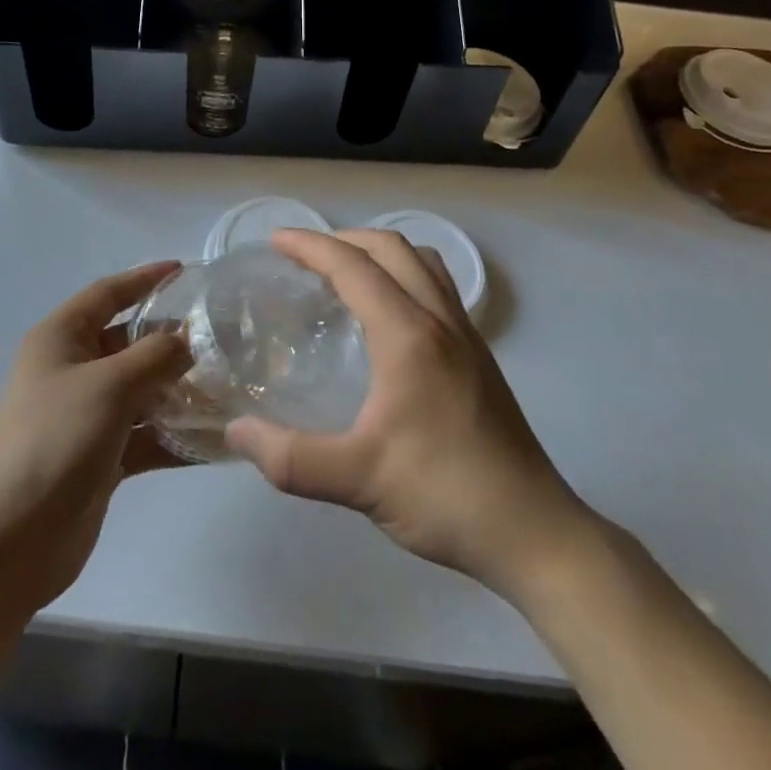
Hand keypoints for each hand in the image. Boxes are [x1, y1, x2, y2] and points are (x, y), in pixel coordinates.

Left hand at [0, 263, 192, 617]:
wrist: (11, 541)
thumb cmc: (56, 440)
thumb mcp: (110, 385)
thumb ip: (156, 355)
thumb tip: (190, 338)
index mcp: (61, 338)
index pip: (108, 294)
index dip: (145, 279)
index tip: (185, 270)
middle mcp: (71, 369)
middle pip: (129, 342)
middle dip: (171, 341)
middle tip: (221, 339)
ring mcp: (84, 415)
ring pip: (140, 390)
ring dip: (177, 390)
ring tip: (225, 387)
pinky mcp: (98, 456)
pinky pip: (142, 435)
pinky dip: (171, 435)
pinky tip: (212, 441)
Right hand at [225, 230, 595, 600]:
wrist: (534, 532)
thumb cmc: (445, 496)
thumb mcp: (358, 480)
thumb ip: (291, 458)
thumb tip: (236, 433)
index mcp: (408, 335)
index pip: (353, 266)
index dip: (311, 246)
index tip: (276, 241)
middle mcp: (440, 319)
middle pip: (391, 248)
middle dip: (344, 239)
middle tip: (305, 256)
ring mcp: (466, 334)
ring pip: (422, 262)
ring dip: (380, 251)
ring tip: (347, 273)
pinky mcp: (479, 355)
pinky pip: (437, 286)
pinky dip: (405, 274)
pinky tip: (389, 315)